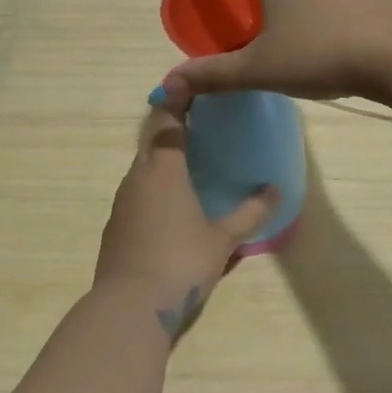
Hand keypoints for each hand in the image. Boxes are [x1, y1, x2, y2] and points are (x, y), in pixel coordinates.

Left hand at [95, 101, 275, 339]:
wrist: (127, 310)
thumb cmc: (179, 263)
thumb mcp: (222, 240)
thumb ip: (250, 214)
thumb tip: (276, 190)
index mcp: (163, 169)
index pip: (167, 119)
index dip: (178, 97)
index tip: (191, 82)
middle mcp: (138, 177)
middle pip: (153, 140)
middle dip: (173, 126)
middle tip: (200, 120)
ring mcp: (122, 202)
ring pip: (143, 168)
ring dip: (163, 159)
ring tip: (190, 162)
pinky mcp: (115, 227)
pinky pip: (137, 193)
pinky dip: (154, 187)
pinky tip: (171, 207)